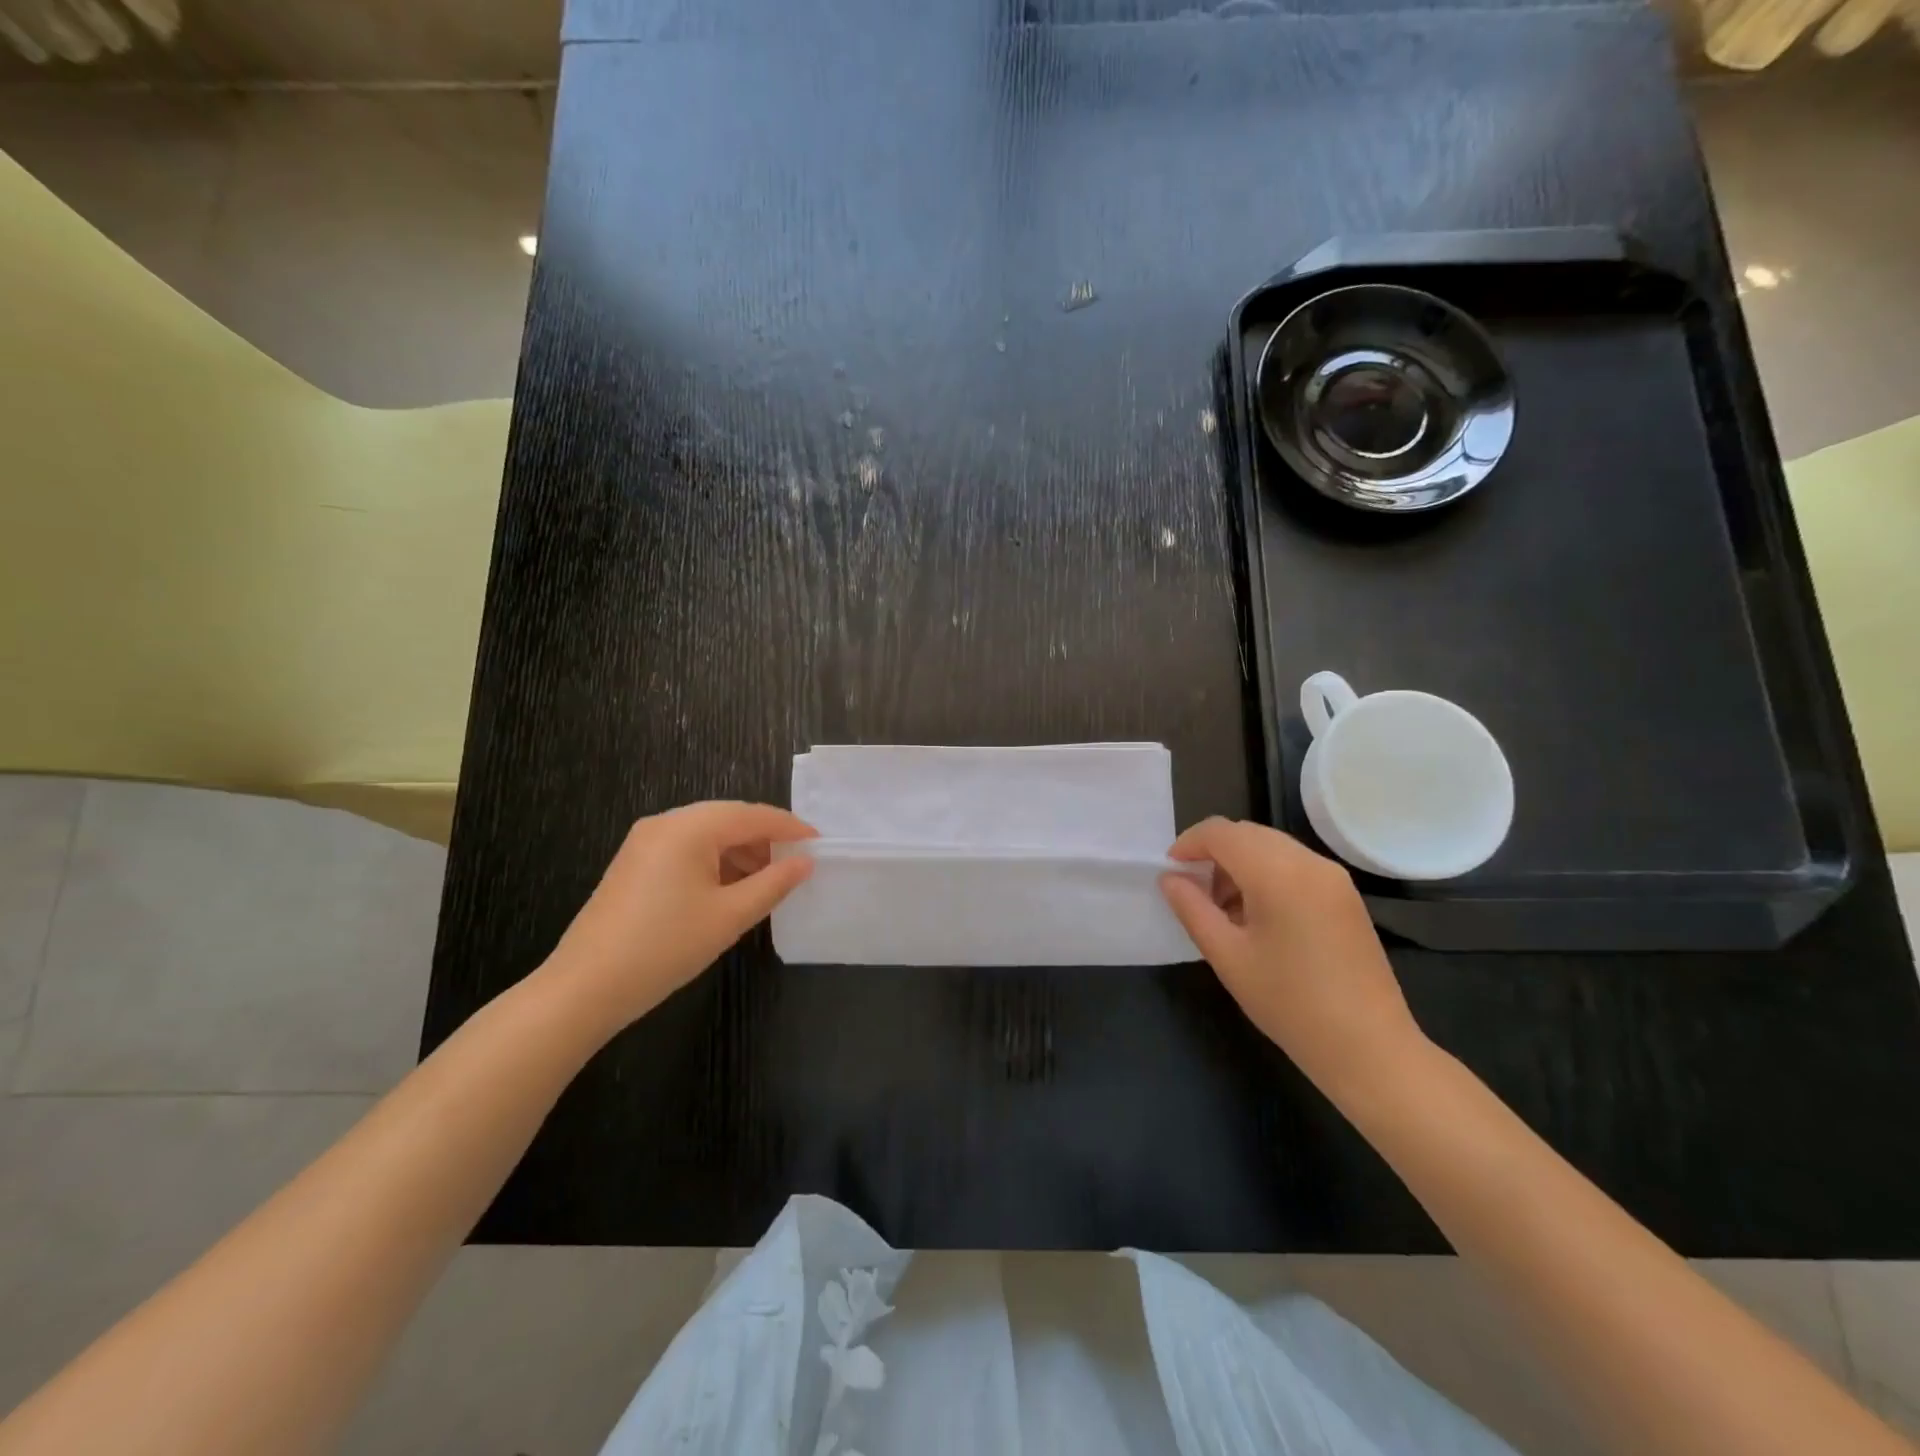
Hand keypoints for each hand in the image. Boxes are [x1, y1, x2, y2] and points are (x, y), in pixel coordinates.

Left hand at [545, 801, 815, 1029]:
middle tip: (796, 865)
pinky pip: (686, 849)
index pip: (753, 815)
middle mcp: (665, 823)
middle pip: (729, 819)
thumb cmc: (665, 947)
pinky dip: (715, 862)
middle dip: (765, 839)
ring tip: (768, 881)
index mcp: (689, 827)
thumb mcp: (729, 916)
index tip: (820, 844)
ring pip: (707, 834)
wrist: (584, 988)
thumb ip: (773, 884)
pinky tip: (730, 889)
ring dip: (740, 852)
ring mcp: (645, 842)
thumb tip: (805, 863)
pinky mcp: (634, 863)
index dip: (790, 828)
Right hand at [1161, 818, 1426, 1102]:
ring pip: (1271, 846)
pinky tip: (1258, 916)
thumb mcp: (1227, 956)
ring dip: (1239, 863)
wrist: (1368, 1048)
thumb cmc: (1289, 1003)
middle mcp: (1309, 862)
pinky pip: (1294, 865)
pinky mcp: (1346, 895)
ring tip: (1224, 910)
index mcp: (1278, 873)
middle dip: (1213, 852)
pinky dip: (1266, 874)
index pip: (1221, 832)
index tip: (1171, 872)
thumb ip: (1192, 908)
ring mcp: (1334, 877)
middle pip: (1247, 833)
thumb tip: (1170, 878)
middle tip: (1194, 892)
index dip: (1188, 843)